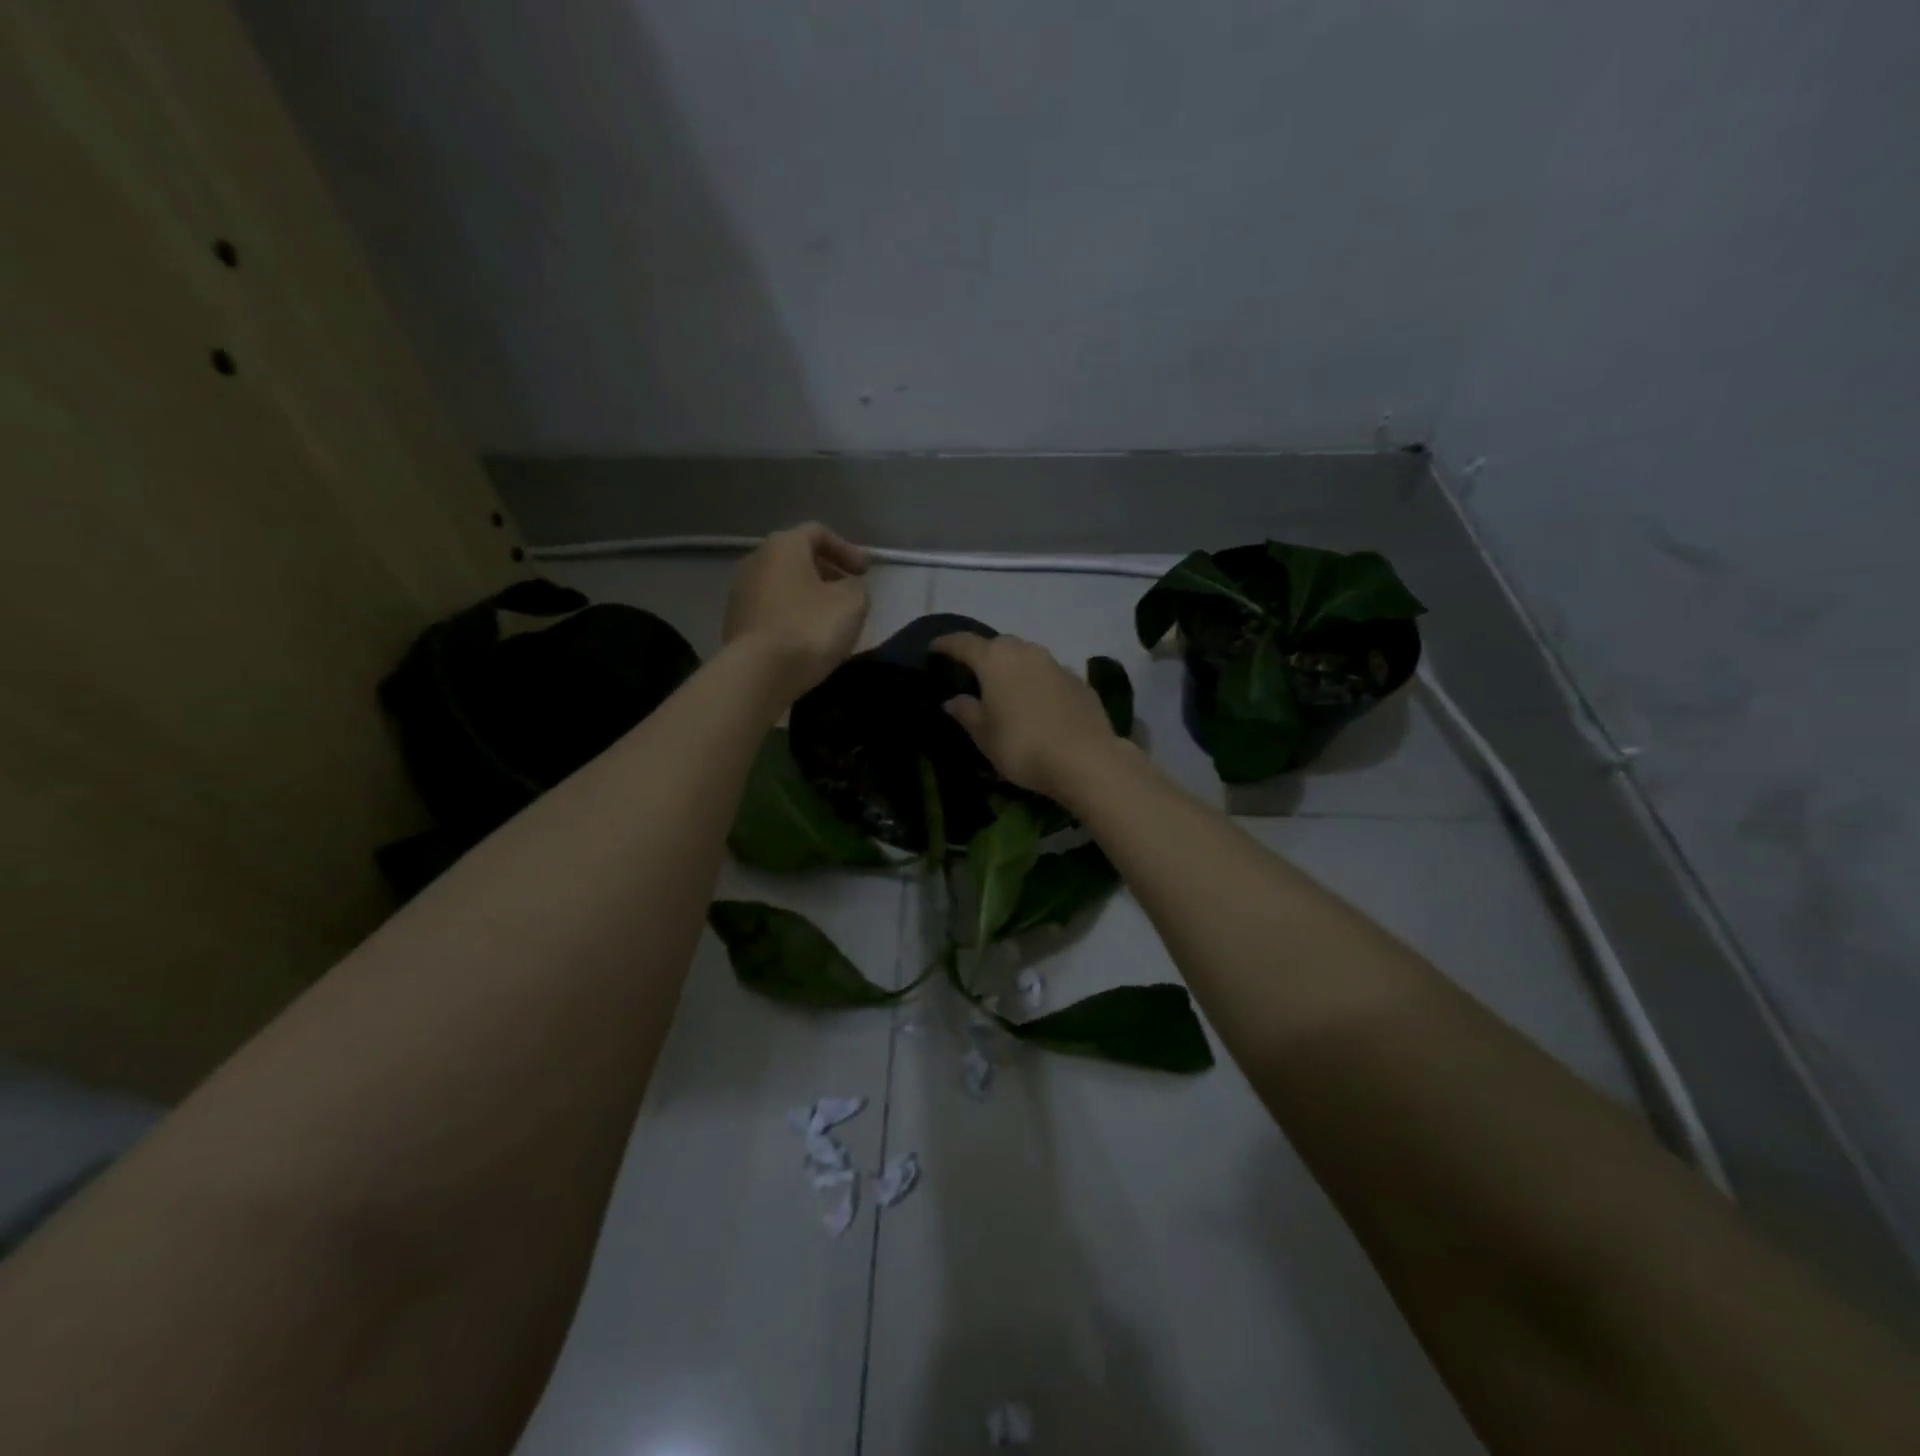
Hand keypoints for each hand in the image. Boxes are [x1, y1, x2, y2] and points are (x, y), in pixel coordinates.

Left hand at [724, 523, 870, 698]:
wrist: (759, 673)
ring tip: (829, 620)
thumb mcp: (852, 602)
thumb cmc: (809, 628)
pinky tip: (806, 639)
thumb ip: (856, 587)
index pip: (818, 533)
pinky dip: (792, 617)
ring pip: (783, 587)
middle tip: (849, 594)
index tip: (865, 573)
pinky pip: (772, 611)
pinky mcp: (735, 624)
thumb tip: (847, 589)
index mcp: (783, 547)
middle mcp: (756, 561)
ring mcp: (740, 593)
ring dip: (809, 597)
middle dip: (827, 574)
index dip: (847, 549)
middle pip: (797, 559)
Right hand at [931, 633, 1120, 799]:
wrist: (1085, 759)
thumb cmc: (1022, 746)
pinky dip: (1037, 684)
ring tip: (1006, 690)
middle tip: (973, 674)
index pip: (963, 643)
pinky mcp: (1079, 681)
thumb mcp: (985, 735)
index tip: (934, 649)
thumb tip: (953, 699)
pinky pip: (1049, 675)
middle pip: (998, 646)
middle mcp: (1026, 652)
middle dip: (983, 655)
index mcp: (995, 660)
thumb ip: (966, 712)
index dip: (946, 644)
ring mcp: (1057, 664)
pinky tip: (1037, 705)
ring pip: (1027, 657)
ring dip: (1013, 668)